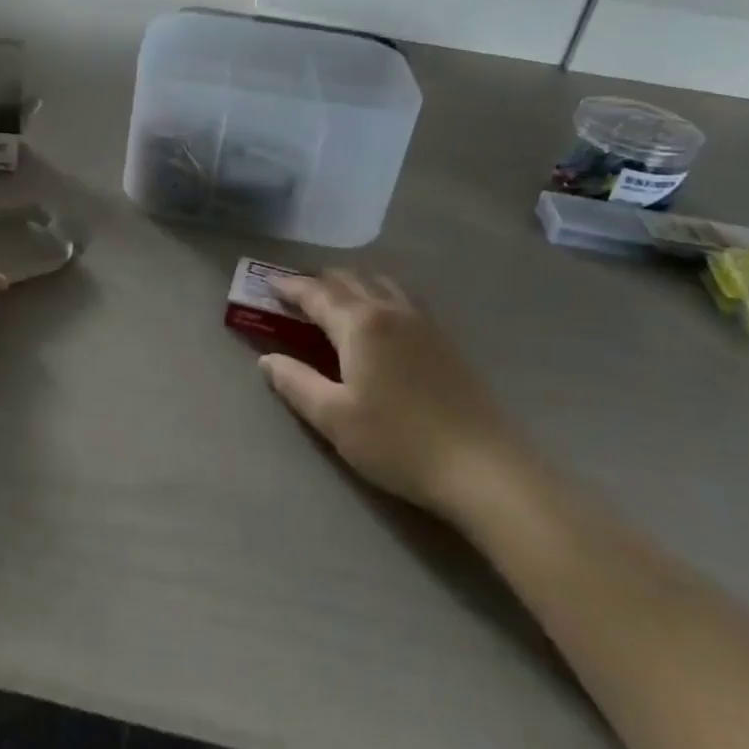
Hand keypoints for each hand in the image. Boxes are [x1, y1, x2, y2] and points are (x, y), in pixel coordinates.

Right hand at [259, 271, 510, 513]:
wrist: (481, 468)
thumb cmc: (397, 442)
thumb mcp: (334, 418)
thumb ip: (295, 383)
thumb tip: (267, 360)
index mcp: (360, 324)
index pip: (316, 294)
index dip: (289, 287)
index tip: (267, 285)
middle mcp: (391, 310)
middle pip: (349, 280)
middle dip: (318, 281)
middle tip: (295, 293)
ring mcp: (423, 322)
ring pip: (380, 283)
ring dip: (351, 283)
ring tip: (334, 299)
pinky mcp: (444, 340)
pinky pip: (402, 298)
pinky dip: (378, 294)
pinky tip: (378, 318)